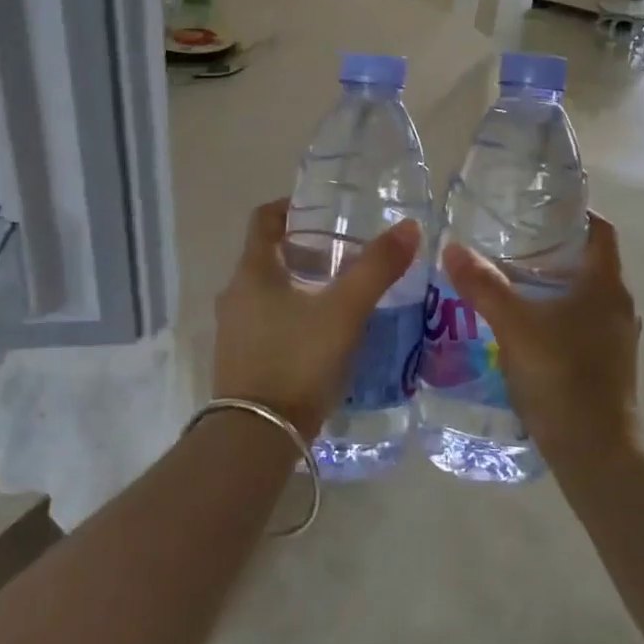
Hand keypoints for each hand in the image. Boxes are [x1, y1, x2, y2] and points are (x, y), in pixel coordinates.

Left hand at [213, 200, 420, 440]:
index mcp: (253, 271)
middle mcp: (235, 294)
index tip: (326, 209)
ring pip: (269, 291)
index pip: (265, 218)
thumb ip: (377, 268)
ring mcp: (234, 329)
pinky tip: (324, 334)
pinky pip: (268, 321)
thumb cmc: (298, 360)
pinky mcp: (240, 360)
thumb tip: (409, 227)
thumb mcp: (345, 311)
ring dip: (302, 284)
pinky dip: (294, 314)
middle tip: (348, 253)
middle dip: (307, 249)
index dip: (292, 206)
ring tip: (342, 293)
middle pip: (269, 255)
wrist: (257, 437)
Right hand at [441, 213, 640, 472]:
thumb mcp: (515, 326)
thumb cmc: (562, 376)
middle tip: (509, 242)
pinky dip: (556, 312)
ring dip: (552, 282)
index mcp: (606, 285)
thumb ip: (484, 286)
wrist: (595, 451)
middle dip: (552, 248)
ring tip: (509, 279)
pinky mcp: (607, 362)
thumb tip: (452, 248)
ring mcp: (615, 336)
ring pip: (584, 293)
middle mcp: (618, 304)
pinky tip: (523, 324)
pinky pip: (581, 321)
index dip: (574, 213)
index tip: (537, 209)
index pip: (600, 229)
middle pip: (589, 260)